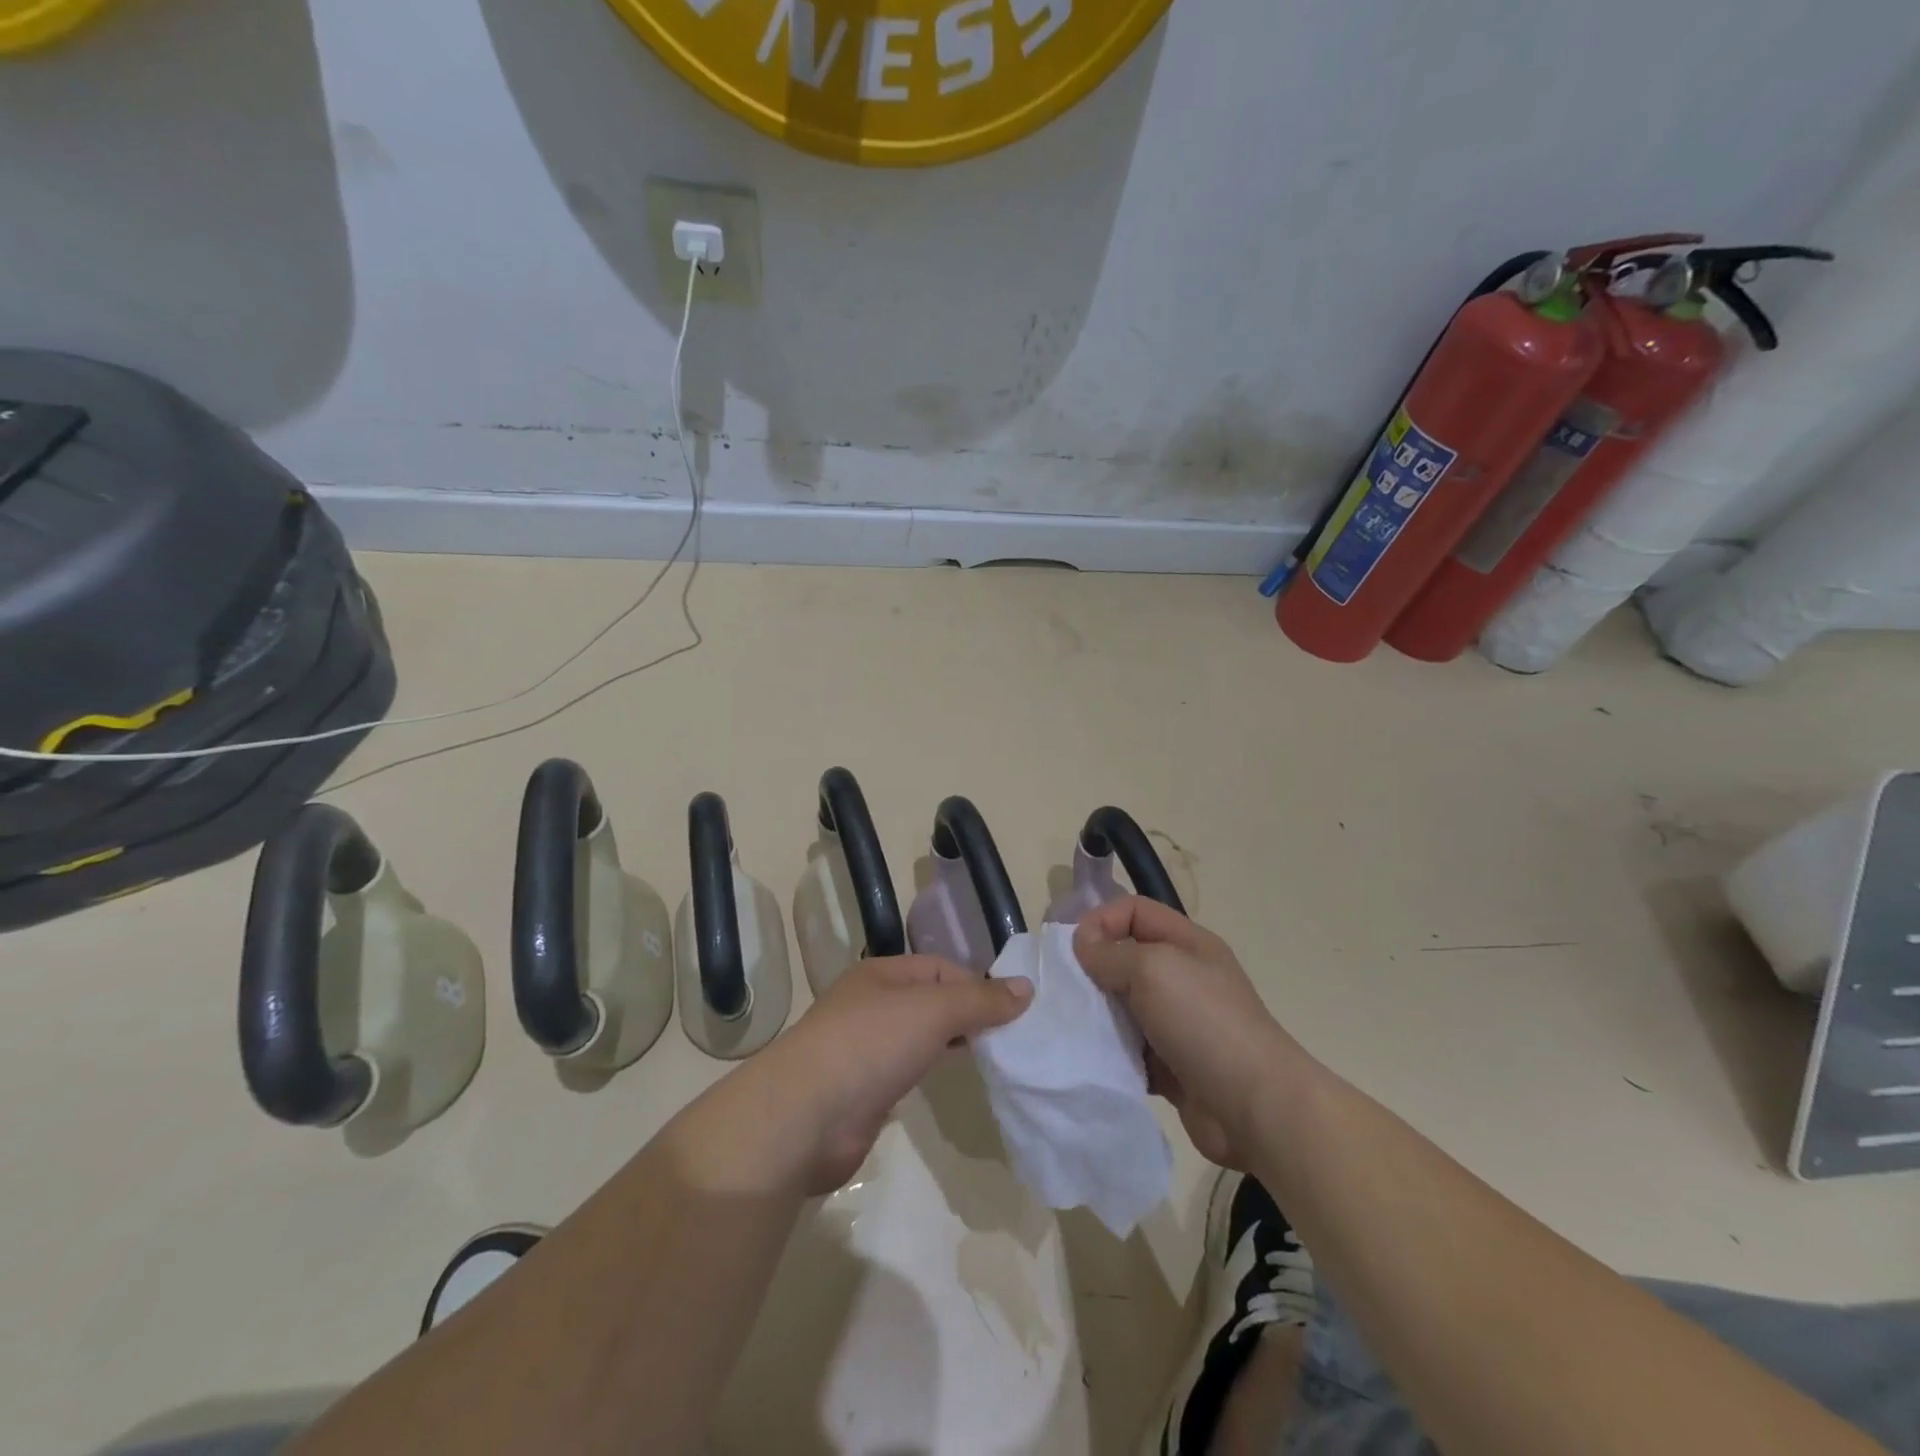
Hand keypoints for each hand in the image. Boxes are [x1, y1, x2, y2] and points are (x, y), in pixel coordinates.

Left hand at [677, 956, 1032, 1196]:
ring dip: (952, 1043)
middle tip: (1009, 1036)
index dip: (977, 984)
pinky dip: (932, 1071)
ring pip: (920, 1037)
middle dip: (968, 1014)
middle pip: (931, 1001)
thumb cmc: (871, 1044)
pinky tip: (951, 1081)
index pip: (940, 968)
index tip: (1013, 1010)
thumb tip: (1026, 988)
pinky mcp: (865, 1090)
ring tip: (992, 1058)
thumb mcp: (933, 1010)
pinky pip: (909, 1070)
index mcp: (882, 975)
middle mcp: (872, 1005)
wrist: (806, 1115)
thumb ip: (980, 1000)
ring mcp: (866, 1049)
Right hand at [1074, 897, 1298, 1169]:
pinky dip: (1109, 1052)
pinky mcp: (1170, 1065)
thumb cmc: (1205, 1022)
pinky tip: (1090, 1059)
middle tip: (1063, 990)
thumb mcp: (1154, 969)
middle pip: (1125, 957)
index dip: (1101, 920)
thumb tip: (1082, 945)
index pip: (1134, 911)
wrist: (1255, 1107)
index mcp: (1187, 944)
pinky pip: (1128, 1048)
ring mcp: (1178, 1023)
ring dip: (1096, 1014)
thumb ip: (1111, 953)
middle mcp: (1182, 977)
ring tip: (1071, 1026)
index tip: (1073, 950)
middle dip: (1092, 969)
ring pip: (1123, 1006)